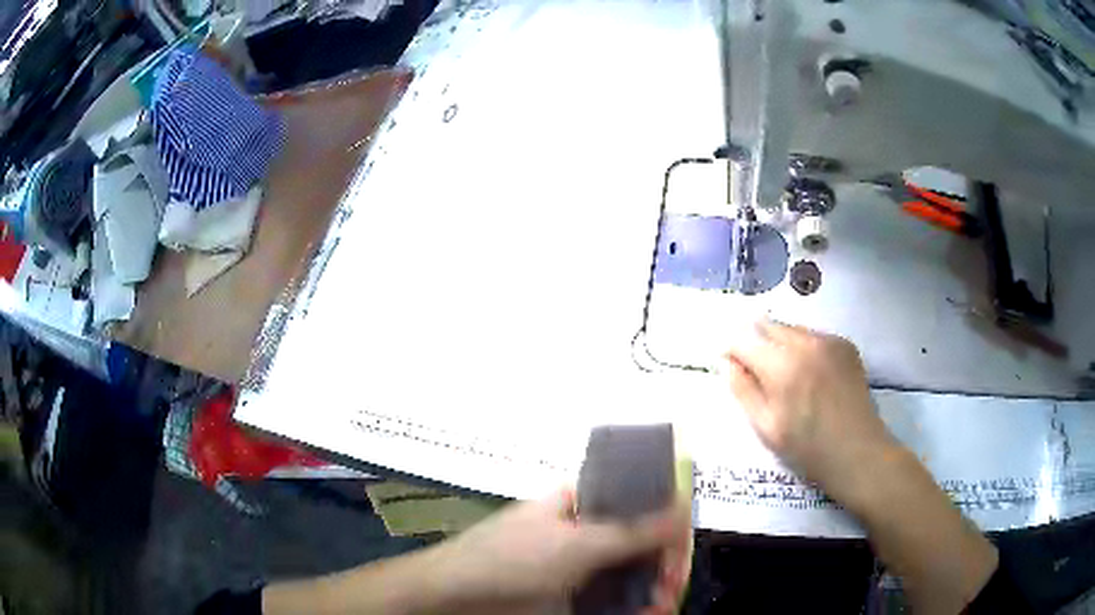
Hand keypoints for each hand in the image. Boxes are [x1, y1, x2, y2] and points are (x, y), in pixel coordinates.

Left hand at [427, 489, 691, 614]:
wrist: (454, 599)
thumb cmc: (512, 559)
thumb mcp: (576, 544)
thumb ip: (633, 529)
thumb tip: (685, 503)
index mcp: (582, 504)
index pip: (640, 503)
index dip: (666, 524)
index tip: (681, 551)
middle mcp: (584, 532)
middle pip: (640, 544)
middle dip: (662, 565)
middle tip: (672, 588)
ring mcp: (578, 568)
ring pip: (630, 576)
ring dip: (652, 590)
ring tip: (660, 607)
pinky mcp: (573, 597)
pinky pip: (613, 599)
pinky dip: (633, 608)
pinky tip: (647, 614)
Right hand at [722, 319, 896, 499]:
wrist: (857, 452)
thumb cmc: (807, 448)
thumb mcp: (766, 426)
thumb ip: (743, 390)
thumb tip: (727, 362)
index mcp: (781, 366)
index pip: (742, 338)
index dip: (731, 349)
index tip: (729, 364)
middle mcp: (805, 342)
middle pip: (767, 325)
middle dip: (755, 342)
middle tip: (756, 372)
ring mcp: (828, 340)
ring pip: (790, 329)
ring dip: (779, 343)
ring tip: (786, 375)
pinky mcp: (845, 344)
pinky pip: (813, 336)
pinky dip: (803, 348)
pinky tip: (810, 374)